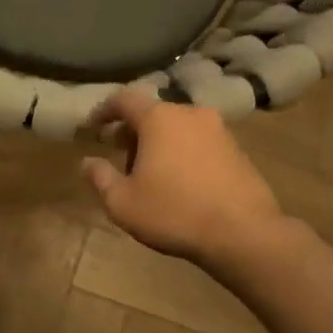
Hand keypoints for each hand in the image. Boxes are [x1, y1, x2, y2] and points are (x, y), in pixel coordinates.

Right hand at [81, 88, 284, 264]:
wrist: (244, 233)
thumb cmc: (174, 213)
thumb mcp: (123, 203)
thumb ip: (100, 178)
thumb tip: (88, 162)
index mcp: (159, 118)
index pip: (124, 99)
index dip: (104, 110)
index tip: (93, 127)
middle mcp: (190, 114)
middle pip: (153, 113)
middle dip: (133, 131)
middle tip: (121, 156)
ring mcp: (219, 130)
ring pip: (179, 128)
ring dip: (160, 143)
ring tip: (151, 173)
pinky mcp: (238, 150)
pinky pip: (200, 143)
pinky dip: (184, 153)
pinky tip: (181, 182)